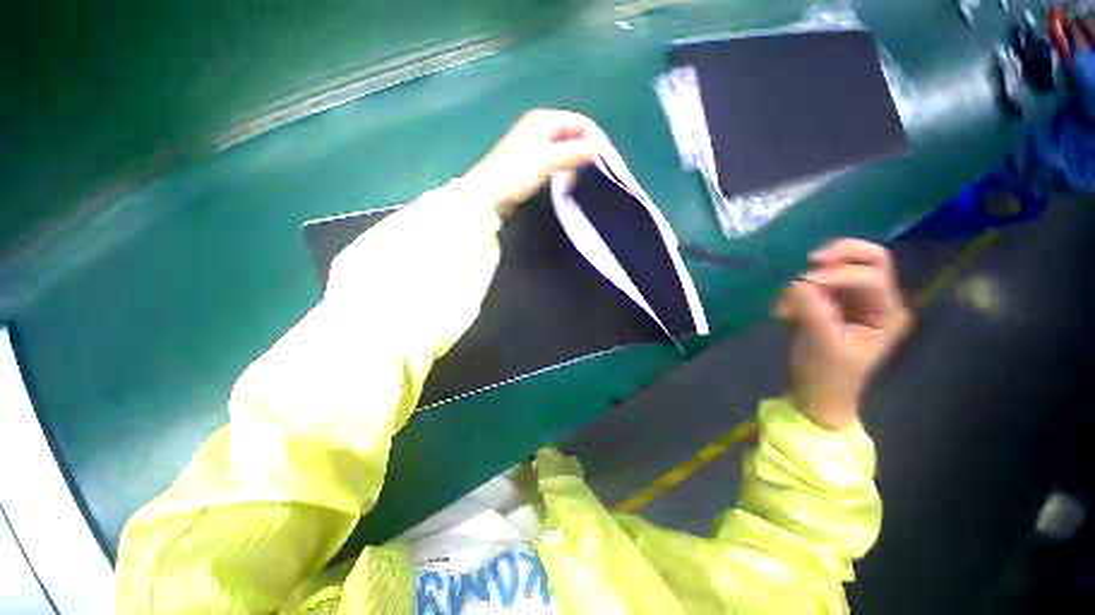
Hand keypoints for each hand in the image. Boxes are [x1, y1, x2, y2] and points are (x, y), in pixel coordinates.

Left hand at [463, 109, 607, 217]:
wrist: (487, 193)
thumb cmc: (515, 173)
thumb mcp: (547, 161)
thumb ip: (574, 154)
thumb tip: (601, 150)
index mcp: (544, 120)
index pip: (581, 122)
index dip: (596, 138)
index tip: (608, 160)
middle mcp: (541, 127)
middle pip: (574, 135)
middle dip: (587, 151)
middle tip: (597, 172)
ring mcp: (536, 145)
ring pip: (566, 149)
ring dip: (576, 162)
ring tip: (581, 180)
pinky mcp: (532, 162)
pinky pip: (557, 161)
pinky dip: (566, 169)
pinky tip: (568, 182)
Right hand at [775, 239, 911, 429]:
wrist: (815, 395)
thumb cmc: (827, 376)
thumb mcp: (822, 344)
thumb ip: (812, 309)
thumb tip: (794, 282)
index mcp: (888, 313)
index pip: (870, 276)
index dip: (837, 275)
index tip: (800, 285)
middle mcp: (877, 301)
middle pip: (869, 259)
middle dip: (839, 255)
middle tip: (809, 260)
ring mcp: (854, 301)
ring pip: (840, 267)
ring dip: (811, 276)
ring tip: (786, 298)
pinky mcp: (831, 304)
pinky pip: (817, 282)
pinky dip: (798, 289)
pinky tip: (782, 308)